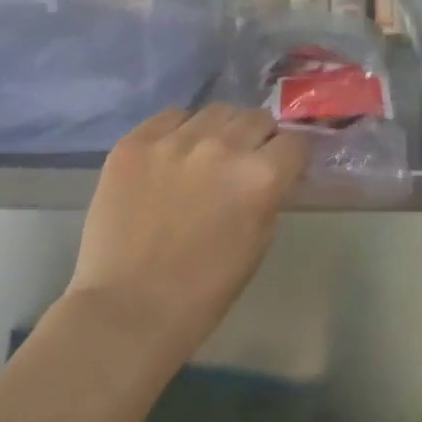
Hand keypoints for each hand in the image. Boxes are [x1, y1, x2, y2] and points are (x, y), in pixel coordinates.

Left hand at [66, 105, 309, 376]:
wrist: (128, 310)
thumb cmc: (204, 290)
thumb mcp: (258, 242)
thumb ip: (269, 196)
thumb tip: (270, 173)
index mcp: (261, 176)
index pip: (294, 142)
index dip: (291, 156)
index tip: (283, 167)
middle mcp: (222, 147)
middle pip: (256, 118)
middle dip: (259, 138)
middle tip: (245, 160)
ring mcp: (174, 141)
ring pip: (215, 111)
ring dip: (221, 129)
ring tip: (207, 154)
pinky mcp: (135, 143)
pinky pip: (169, 117)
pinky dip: (179, 130)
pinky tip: (172, 155)